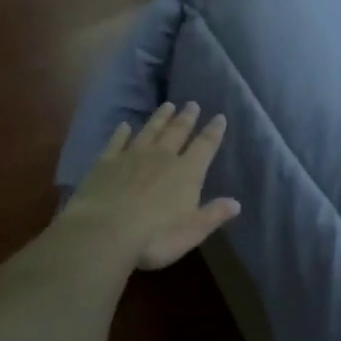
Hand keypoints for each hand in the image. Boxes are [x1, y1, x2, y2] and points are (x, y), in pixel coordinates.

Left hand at [64, 102, 240, 270]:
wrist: (104, 232)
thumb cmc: (155, 236)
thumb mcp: (193, 231)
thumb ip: (214, 214)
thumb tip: (236, 203)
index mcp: (187, 172)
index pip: (205, 146)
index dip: (214, 131)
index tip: (219, 117)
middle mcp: (162, 157)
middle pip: (177, 132)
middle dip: (187, 118)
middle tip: (192, 104)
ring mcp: (132, 156)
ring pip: (150, 130)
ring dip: (160, 118)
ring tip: (167, 105)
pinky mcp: (106, 162)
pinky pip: (117, 142)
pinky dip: (121, 132)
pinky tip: (124, 125)